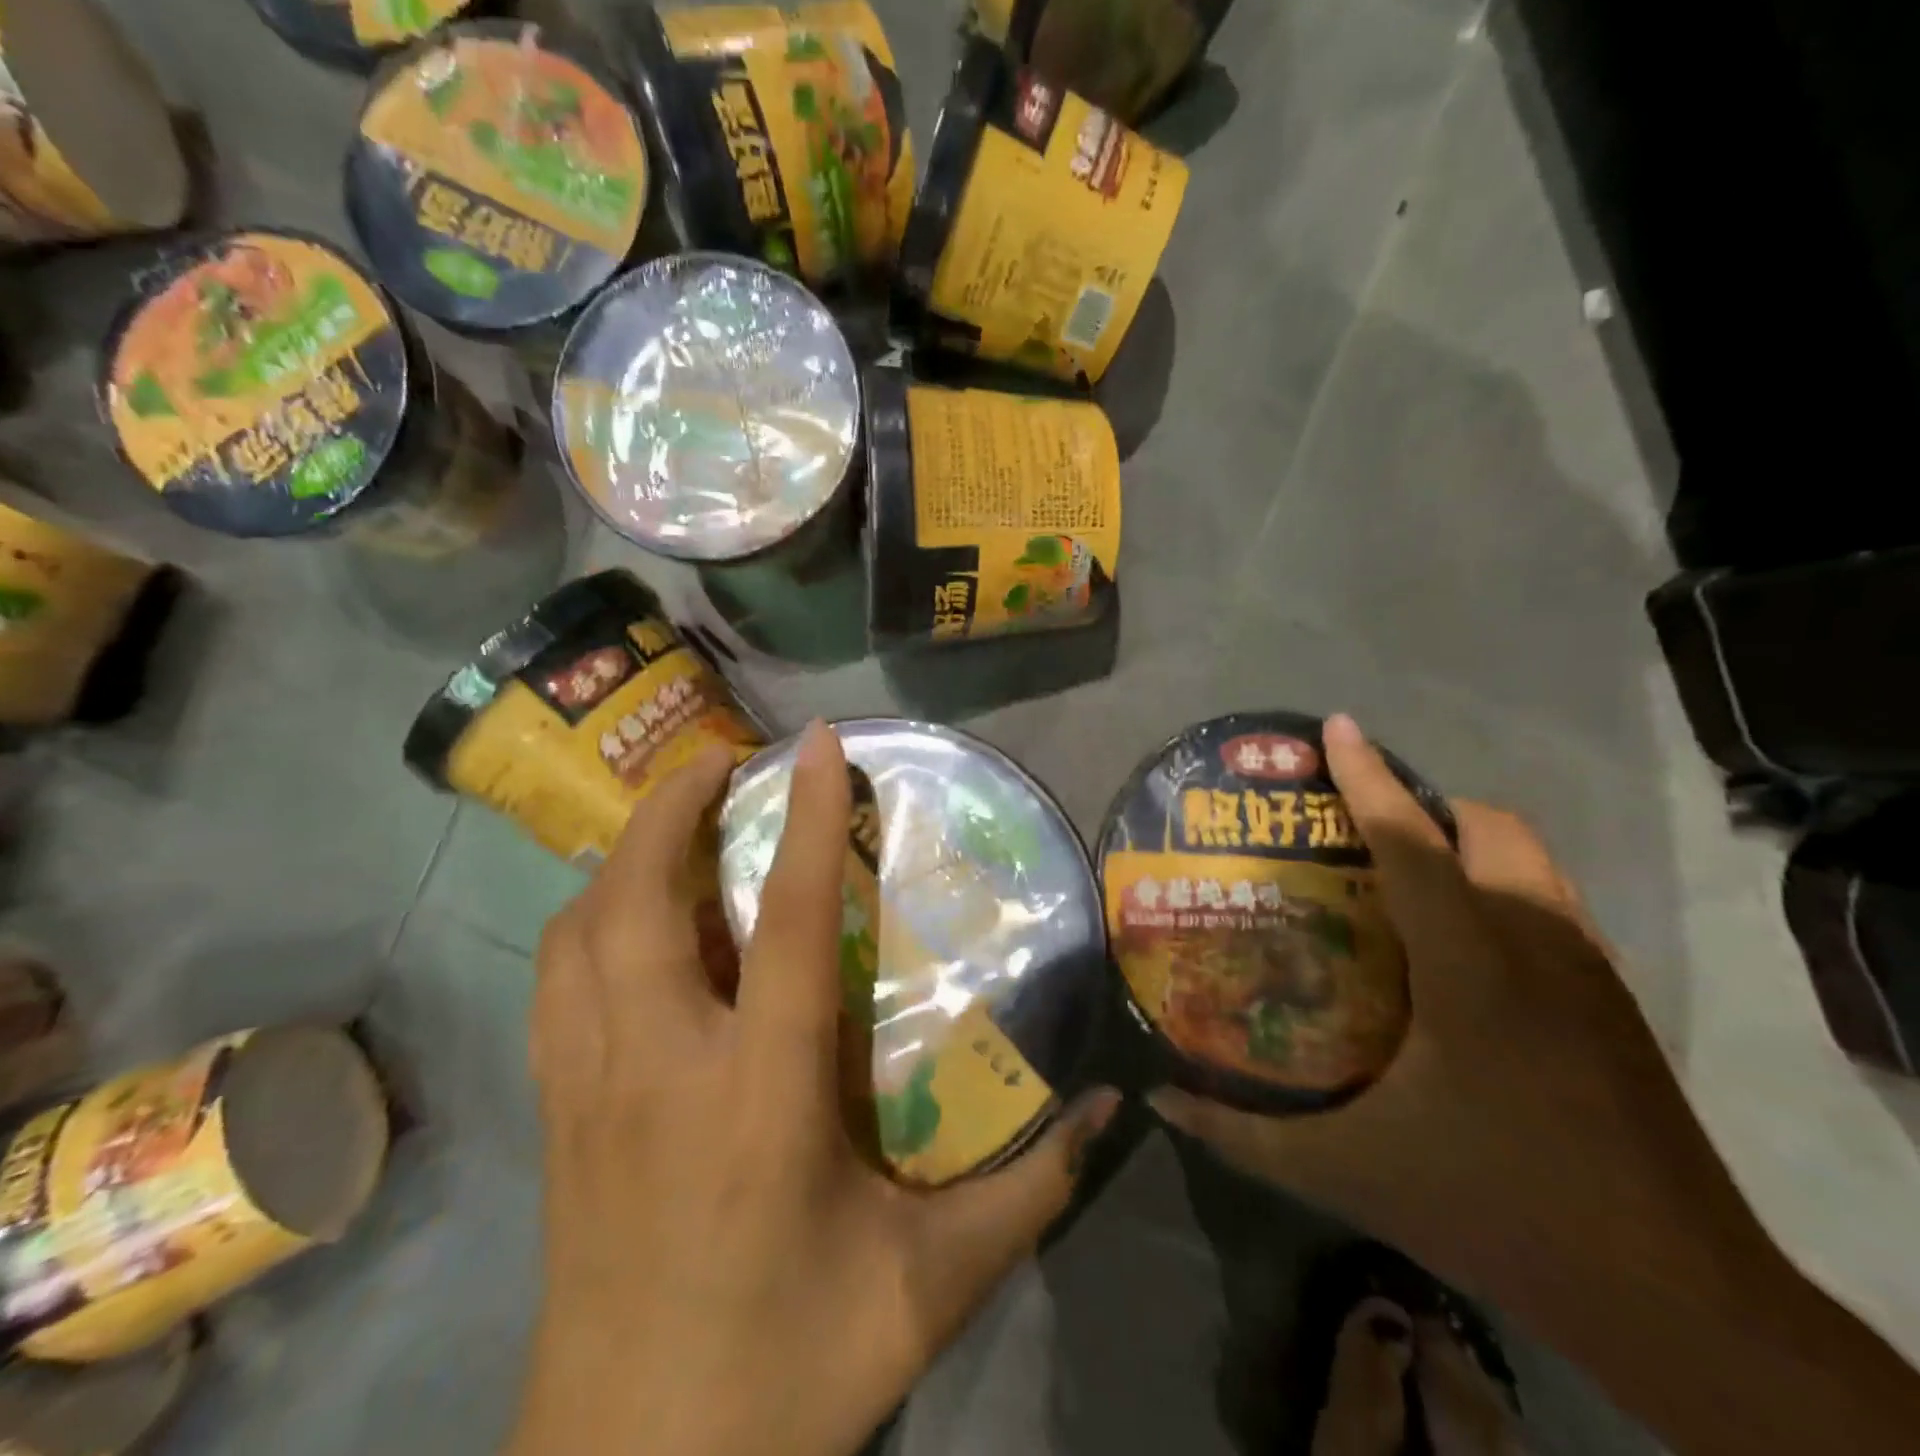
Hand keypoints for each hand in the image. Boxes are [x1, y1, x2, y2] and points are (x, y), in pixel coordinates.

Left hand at [510, 722, 1120, 1455]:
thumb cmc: (784, 1371)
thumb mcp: (927, 1287)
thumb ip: (1029, 1194)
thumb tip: (1111, 1110)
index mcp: (757, 1095)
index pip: (788, 921)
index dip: (808, 819)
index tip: (820, 743)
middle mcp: (658, 1067)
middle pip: (637, 896)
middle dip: (671, 804)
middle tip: (722, 760)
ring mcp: (587, 1088)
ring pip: (578, 929)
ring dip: (623, 854)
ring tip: (673, 822)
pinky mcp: (555, 1115)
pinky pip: (556, 981)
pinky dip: (589, 919)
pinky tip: (628, 917)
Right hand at [1151, 714, 1773, 1335]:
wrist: (1676, 1300)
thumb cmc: (1495, 1209)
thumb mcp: (1346, 1173)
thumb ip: (1242, 1132)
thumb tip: (1158, 1097)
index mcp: (1472, 968)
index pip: (1413, 844)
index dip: (1369, 778)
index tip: (1336, 727)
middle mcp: (1537, 946)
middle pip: (1490, 828)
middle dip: (1425, 804)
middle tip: (1356, 831)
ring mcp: (1588, 972)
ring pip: (1531, 860)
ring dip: (1465, 843)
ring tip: (1399, 875)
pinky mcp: (1615, 1003)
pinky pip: (1550, 903)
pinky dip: (1498, 888)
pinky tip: (1458, 948)